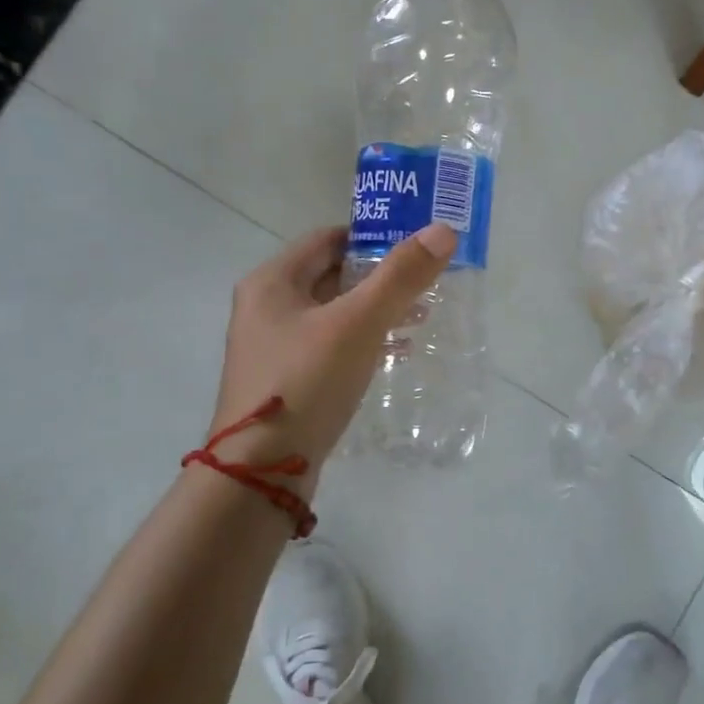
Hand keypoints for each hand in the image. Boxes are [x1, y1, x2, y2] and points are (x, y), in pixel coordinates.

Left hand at [209, 222, 455, 470]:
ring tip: (421, 316)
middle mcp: (266, 307)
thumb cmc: (306, 383)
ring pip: (333, 313)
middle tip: (426, 282)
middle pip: (331, 275)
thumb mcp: (357, 324)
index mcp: (272, 281)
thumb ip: (400, 276)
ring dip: (375, 310)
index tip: (416, 245)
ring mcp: (273, 346)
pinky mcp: (285, 380)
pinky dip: (362, 341)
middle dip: (380, 277)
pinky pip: (330, 346)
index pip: (328, 238)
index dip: (373, 236)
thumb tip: (442, 231)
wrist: (261, 472)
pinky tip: (395, 352)